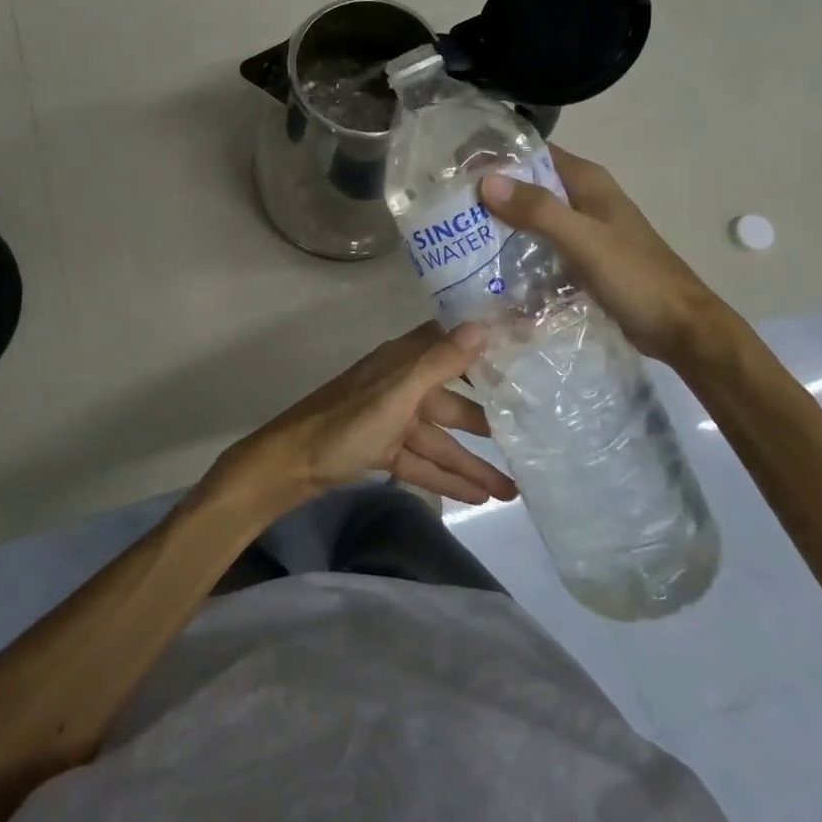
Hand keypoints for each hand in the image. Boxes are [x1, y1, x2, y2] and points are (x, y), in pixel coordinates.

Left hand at [208, 322, 518, 513]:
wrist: (290, 465)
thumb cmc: (345, 424)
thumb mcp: (396, 394)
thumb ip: (438, 362)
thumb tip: (482, 323)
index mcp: (402, 362)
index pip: (451, 346)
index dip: (485, 348)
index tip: (526, 354)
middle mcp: (401, 385)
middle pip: (453, 402)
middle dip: (489, 425)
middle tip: (531, 439)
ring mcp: (391, 419)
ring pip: (440, 441)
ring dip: (473, 464)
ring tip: (514, 491)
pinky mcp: (382, 448)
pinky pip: (422, 462)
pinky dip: (447, 478)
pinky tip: (479, 497)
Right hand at [480, 145, 729, 365]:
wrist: (681, 329)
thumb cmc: (636, 278)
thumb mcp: (584, 240)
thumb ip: (538, 210)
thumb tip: (486, 181)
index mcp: (588, 182)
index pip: (534, 153)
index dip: (497, 156)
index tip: (456, 168)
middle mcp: (584, 199)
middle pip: (529, 186)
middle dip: (492, 193)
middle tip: (447, 207)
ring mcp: (584, 231)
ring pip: (533, 217)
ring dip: (502, 224)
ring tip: (459, 235)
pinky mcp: (582, 260)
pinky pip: (541, 246)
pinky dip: (518, 250)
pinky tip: (491, 266)